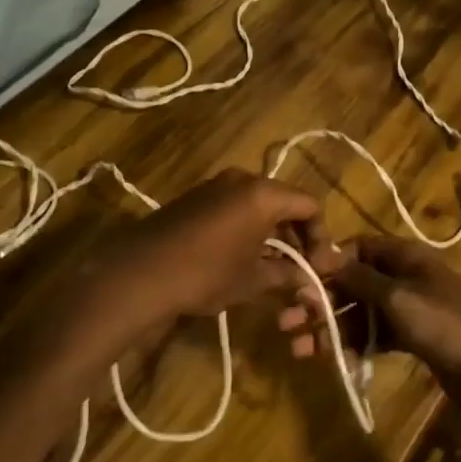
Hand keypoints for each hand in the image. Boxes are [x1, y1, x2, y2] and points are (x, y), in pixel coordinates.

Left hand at [87, 169, 334, 348]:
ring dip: (271, 232)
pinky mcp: (194, 197)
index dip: (320, 236)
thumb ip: (287, 275)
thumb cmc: (206, 273)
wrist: (140, 272)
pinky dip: (247, 227)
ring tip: (273, 267)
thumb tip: (310, 283)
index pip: (308, 206)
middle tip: (300, 268)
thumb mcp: (253, 280)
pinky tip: (242, 257)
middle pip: (284, 201)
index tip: (318, 267)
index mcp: (263, 193)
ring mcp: (215, 185)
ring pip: (258, 204)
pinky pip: (234, 206)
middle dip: (296, 235)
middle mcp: (242, 179)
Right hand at [281, 235, 460, 407]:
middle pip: (354, 282)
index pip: (358, 247)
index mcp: (406, 256)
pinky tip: (327, 358)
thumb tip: (323, 259)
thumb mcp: (398, 297)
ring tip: (296, 348)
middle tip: (285, 321)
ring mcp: (408, 309)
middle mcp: (405, 277)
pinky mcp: (411, 338)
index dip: (328, 261)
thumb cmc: (445, 324)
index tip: (298, 278)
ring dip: (329, 327)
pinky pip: (373, 335)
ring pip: (359, 312)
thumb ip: (358, 279)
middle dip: (320, 301)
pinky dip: (351, 344)